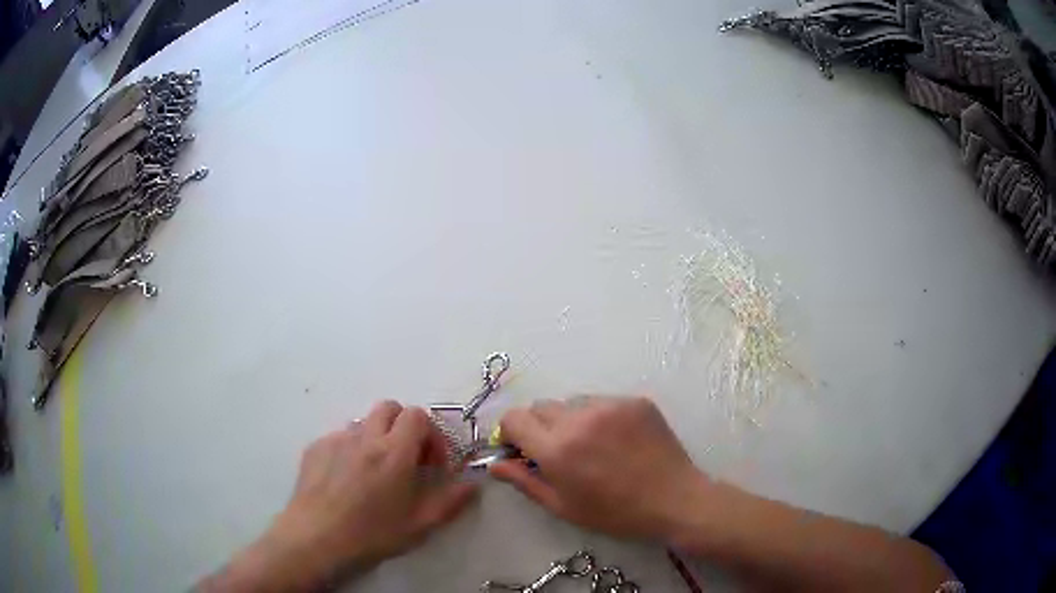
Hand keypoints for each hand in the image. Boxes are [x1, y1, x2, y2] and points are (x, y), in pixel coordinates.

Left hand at [206, 401, 476, 591]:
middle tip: (406, 459)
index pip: (417, 415)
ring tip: (375, 471)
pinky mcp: (315, 447)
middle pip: (389, 407)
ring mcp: (337, 439)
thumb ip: (450, 501)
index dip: (430, 434)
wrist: (316, 538)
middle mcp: (365, 436)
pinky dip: (351, 449)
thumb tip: (472, 484)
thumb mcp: (419, 525)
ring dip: (377, 437)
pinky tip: (347, 479)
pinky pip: (340, 437)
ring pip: (364, 423)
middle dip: (403, 427)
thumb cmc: (372, 533)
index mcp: (394, 452)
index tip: (431, 462)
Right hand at [491, 396, 708, 541]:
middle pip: (540, 406)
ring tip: (592, 446)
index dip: (511, 433)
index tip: (521, 449)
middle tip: (558, 452)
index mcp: (557, 448)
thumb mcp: (563, 506)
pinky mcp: (634, 400)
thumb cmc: (615, 513)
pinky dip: (598, 417)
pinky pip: (602, 402)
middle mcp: (579, 418)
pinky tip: (616, 441)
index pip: (514, 418)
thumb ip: (524, 481)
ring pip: (572, 402)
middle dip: (540, 427)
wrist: (674, 499)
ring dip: (570, 420)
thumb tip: (494, 464)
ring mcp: (610, 405)